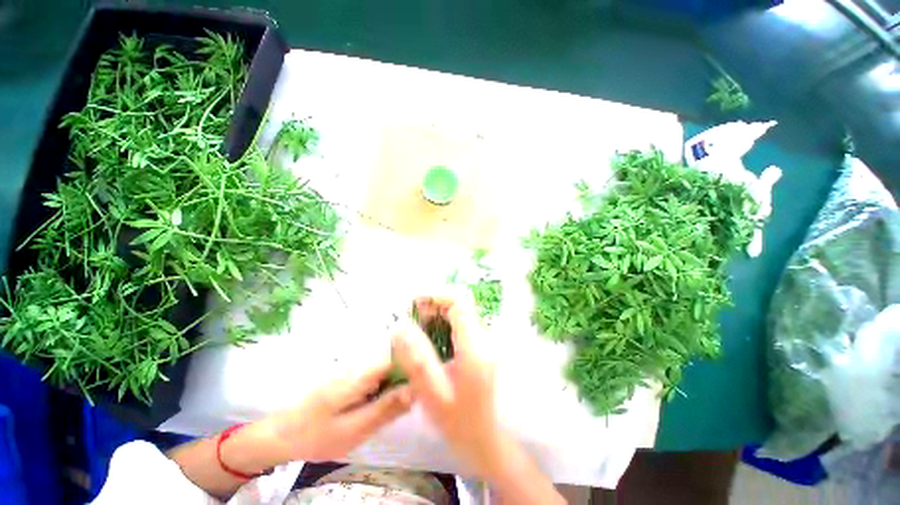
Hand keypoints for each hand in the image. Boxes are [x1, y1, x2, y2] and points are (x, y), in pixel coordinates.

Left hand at [229, 360, 412, 470]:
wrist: (281, 434)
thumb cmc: (315, 435)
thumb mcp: (353, 430)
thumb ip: (385, 409)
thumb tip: (414, 390)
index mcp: (361, 375)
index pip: (397, 359)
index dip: (414, 367)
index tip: (426, 385)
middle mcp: (360, 366)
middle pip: (394, 364)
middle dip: (406, 381)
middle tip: (409, 406)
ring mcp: (355, 371)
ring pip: (387, 372)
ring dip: (396, 387)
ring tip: (396, 409)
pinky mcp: (352, 379)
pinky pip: (377, 379)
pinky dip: (384, 391)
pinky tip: (380, 408)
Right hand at [392, 294, 503, 477]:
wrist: (485, 438)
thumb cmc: (459, 421)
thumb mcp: (432, 392)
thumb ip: (416, 357)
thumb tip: (400, 326)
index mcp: (474, 345)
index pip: (459, 301)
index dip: (435, 295)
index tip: (412, 302)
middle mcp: (483, 336)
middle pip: (459, 303)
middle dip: (433, 303)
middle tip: (409, 315)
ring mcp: (483, 340)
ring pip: (459, 311)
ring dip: (436, 312)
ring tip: (415, 325)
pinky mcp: (479, 345)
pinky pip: (460, 323)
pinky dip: (442, 321)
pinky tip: (428, 335)